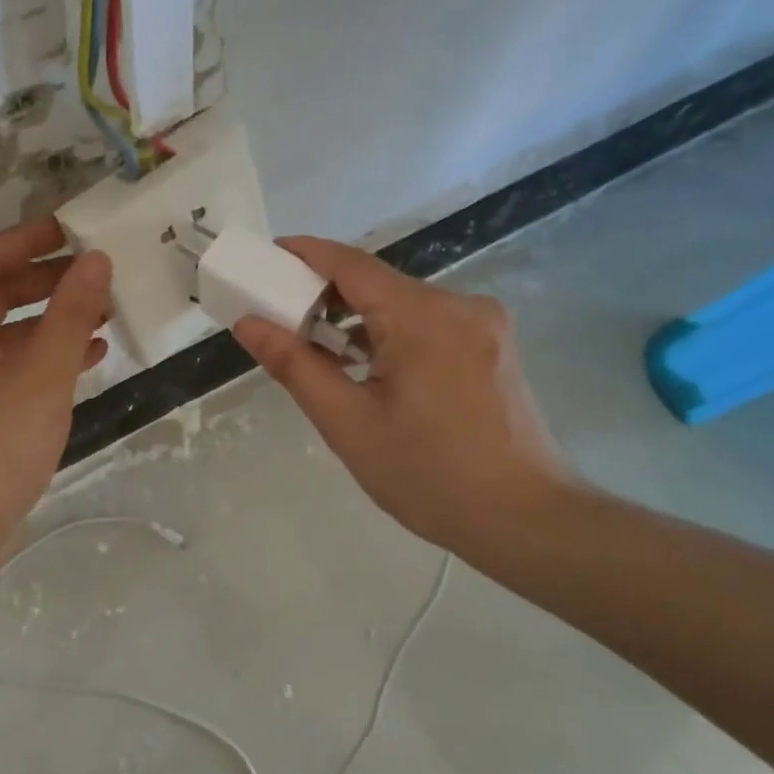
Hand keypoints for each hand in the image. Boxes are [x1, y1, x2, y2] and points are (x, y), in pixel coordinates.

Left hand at [0, 217, 110, 559]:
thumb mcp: (41, 378)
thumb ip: (70, 315)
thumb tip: (96, 259)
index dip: (31, 238)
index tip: (77, 227)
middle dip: (48, 278)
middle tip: (98, 269)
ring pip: (6, 328)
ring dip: (52, 317)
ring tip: (104, 310)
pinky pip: (8, 362)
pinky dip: (44, 353)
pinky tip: (88, 356)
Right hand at [232, 237, 573, 555]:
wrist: (524, 519)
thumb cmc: (429, 476)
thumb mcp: (348, 423)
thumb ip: (294, 365)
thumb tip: (249, 323)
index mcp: (423, 317)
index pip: (351, 264)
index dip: (304, 254)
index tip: (265, 257)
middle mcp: (459, 305)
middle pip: (378, 284)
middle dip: (326, 295)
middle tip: (280, 318)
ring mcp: (483, 324)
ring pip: (404, 306)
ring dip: (359, 321)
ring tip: (319, 353)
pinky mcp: (492, 346)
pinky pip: (429, 325)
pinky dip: (391, 336)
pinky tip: (370, 370)